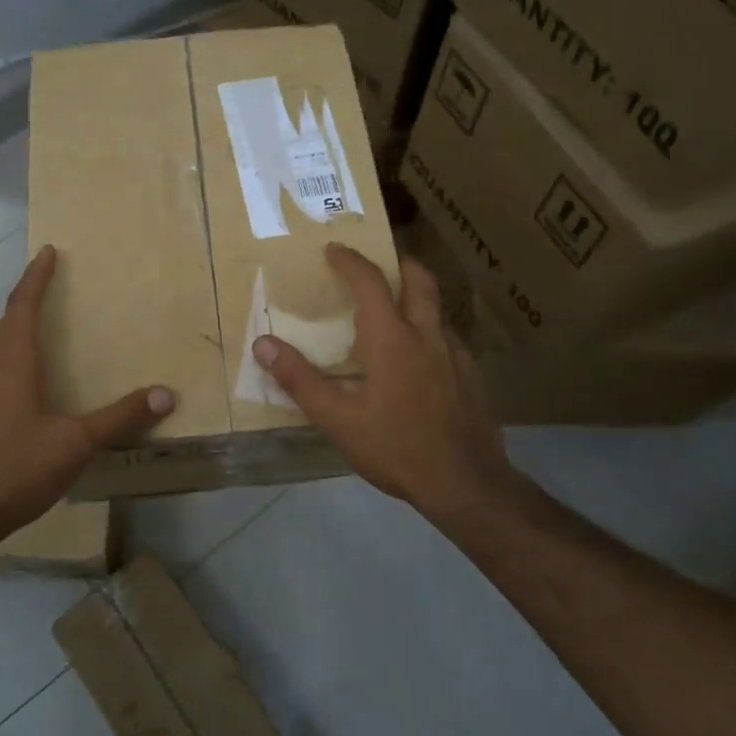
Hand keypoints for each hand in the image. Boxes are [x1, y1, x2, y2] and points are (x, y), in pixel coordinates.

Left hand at [0, 244, 175, 547]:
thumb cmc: (14, 467)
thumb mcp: (75, 443)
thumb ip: (119, 418)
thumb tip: (166, 393)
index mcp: (14, 363)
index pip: (24, 306)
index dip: (37, 277)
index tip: (49, 251)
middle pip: (11, 321)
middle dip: (30, 295)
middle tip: (51, 277)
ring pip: (5, 347)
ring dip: (23, 325)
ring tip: (47, 319)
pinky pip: (5, 370)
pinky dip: (22, 356)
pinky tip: (38, 379)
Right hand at [252, 243, 513, 517]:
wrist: (467, 485)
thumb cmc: (396, 448)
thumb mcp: (338, 420)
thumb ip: (299, 380)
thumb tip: (262, 344)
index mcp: (392, 338)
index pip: (370, 282)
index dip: (350, 260)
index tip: (333, 249)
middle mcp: (427, 335)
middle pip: (419, 279)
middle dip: (398, 262)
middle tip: (379, 263)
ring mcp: (456, 354)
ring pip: (437, 308)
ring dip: (416, 296)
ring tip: (395, 310)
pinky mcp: (473, 376)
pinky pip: (449, 337)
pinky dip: (430, 329)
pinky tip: (419, 358)